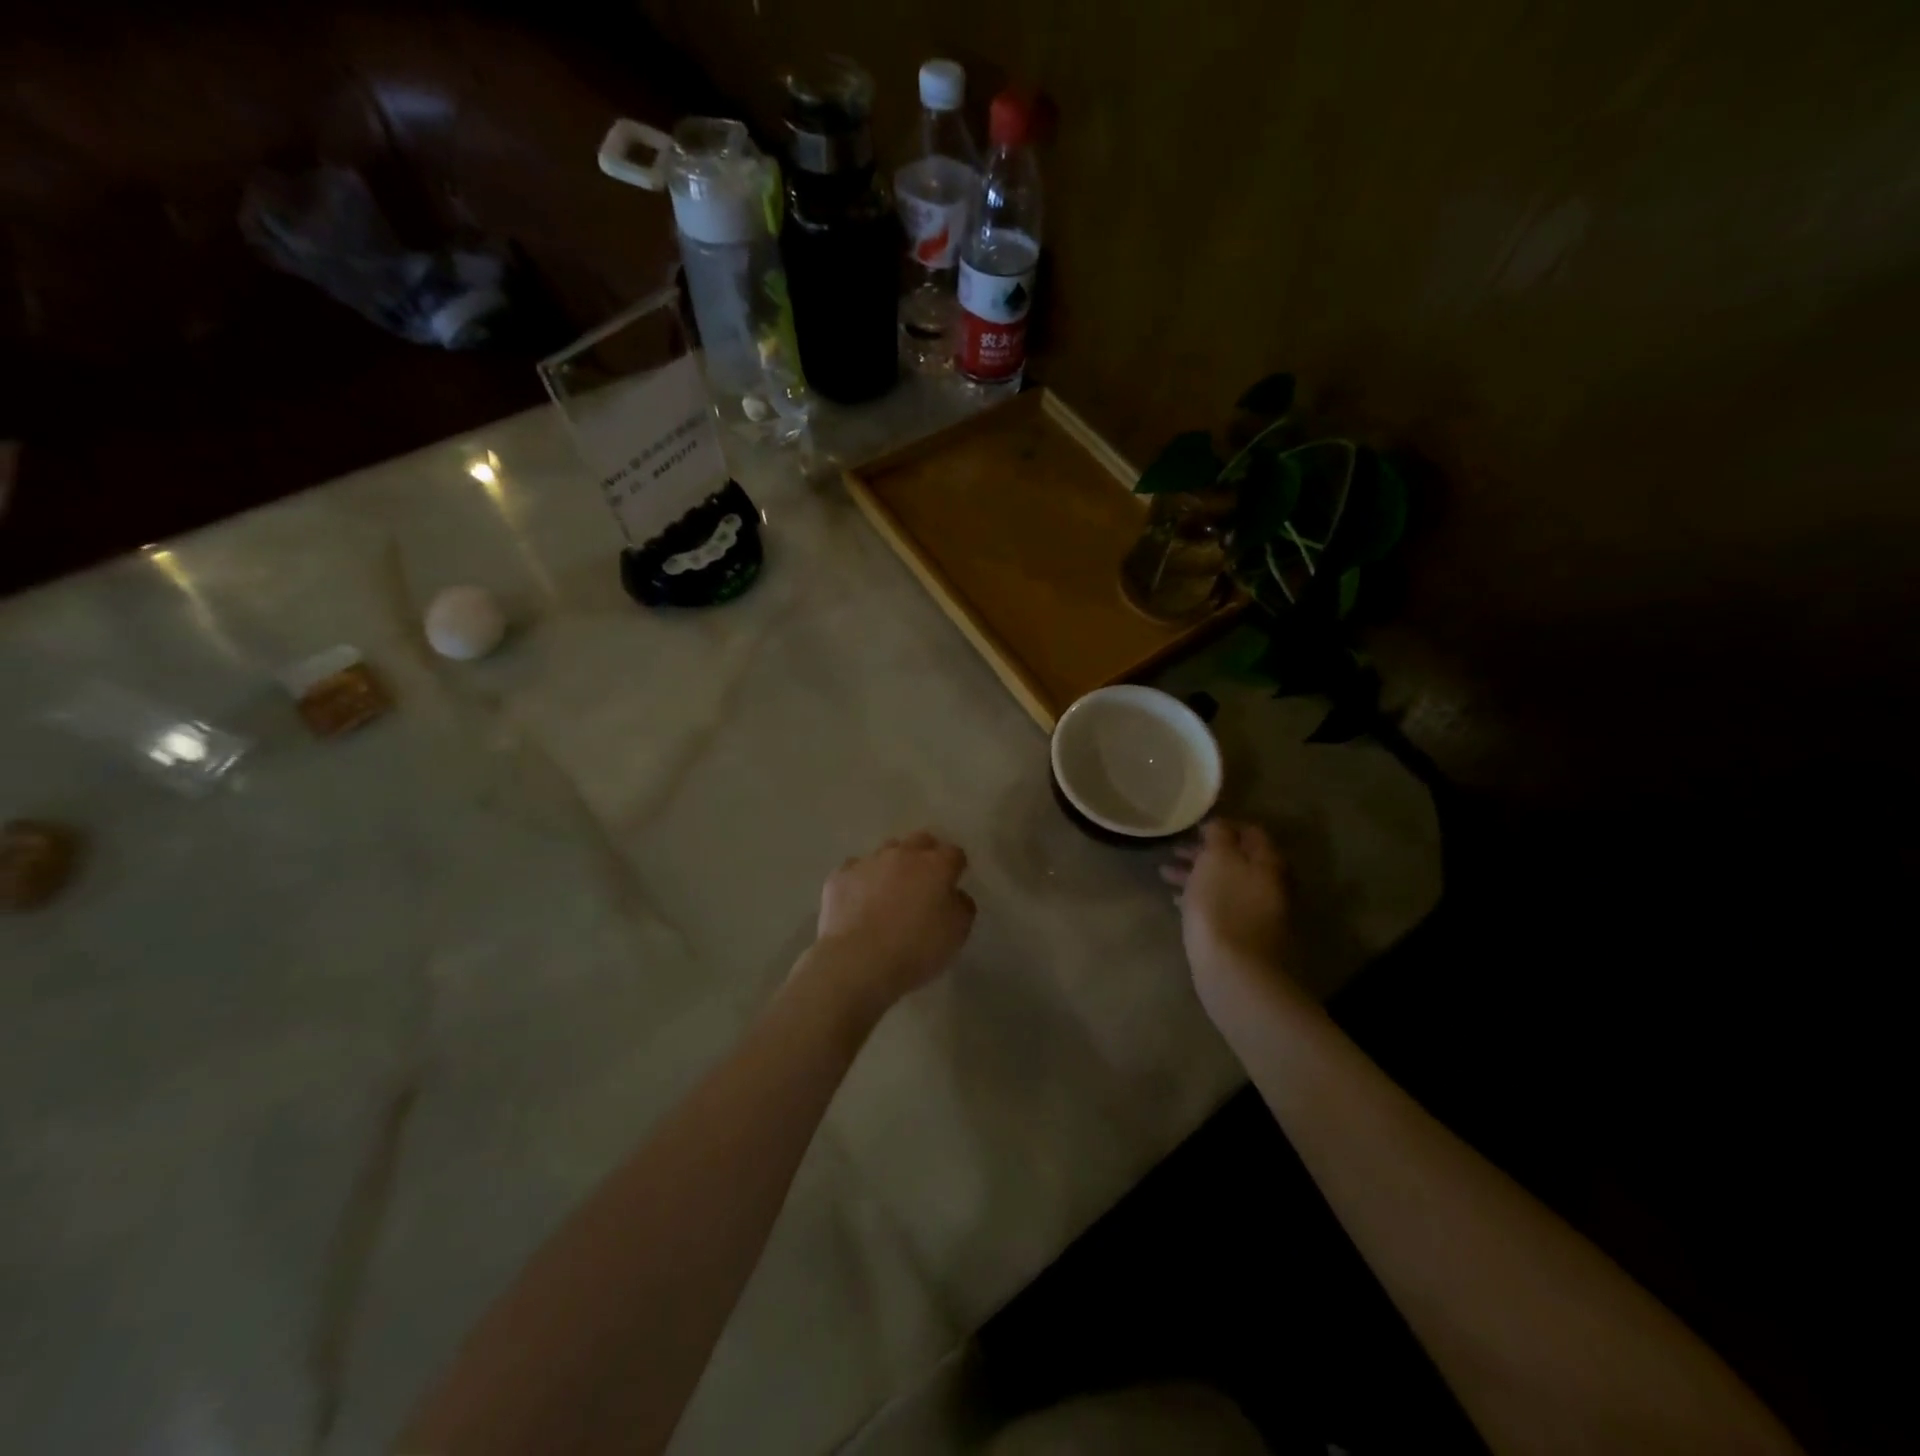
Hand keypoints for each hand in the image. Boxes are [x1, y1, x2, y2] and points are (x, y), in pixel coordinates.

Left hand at [811, 832, 975, 1014]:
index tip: (953, 883)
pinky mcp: (840, 876)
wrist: (858, 961)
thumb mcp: (957, 934)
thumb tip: (955, 895)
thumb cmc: (916, 949)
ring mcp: (868, 862)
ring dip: (892, 865)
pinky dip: (861, 881)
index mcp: (936, 865)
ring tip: (889, 891)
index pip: (954, 853)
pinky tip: (859, 901)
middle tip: (924, 881)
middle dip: (926, 854)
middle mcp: (903, 854)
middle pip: (920, 841)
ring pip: (886, 851)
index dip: (955, 867)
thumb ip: (962, 906)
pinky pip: (855, 870)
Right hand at [1161, 820, 1295, 999]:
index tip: (1195, 826)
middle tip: (1174, 849)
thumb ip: (1219, 836)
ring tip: (1164, 873)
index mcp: (1266, 863)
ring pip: (1225, 883)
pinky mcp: (1242, 935)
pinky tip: (1175, 901)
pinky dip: (1199, 898)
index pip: (1251, 832)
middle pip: (1237, 858)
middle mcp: (1268, 885)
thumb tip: (1220, 824)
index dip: (1224, 825)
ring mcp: (1258, 913)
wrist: (1235, 973)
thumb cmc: (1222, 907)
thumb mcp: (1216, 860)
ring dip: (1196, 874)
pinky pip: (1220, 906)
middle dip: (1205, 852)